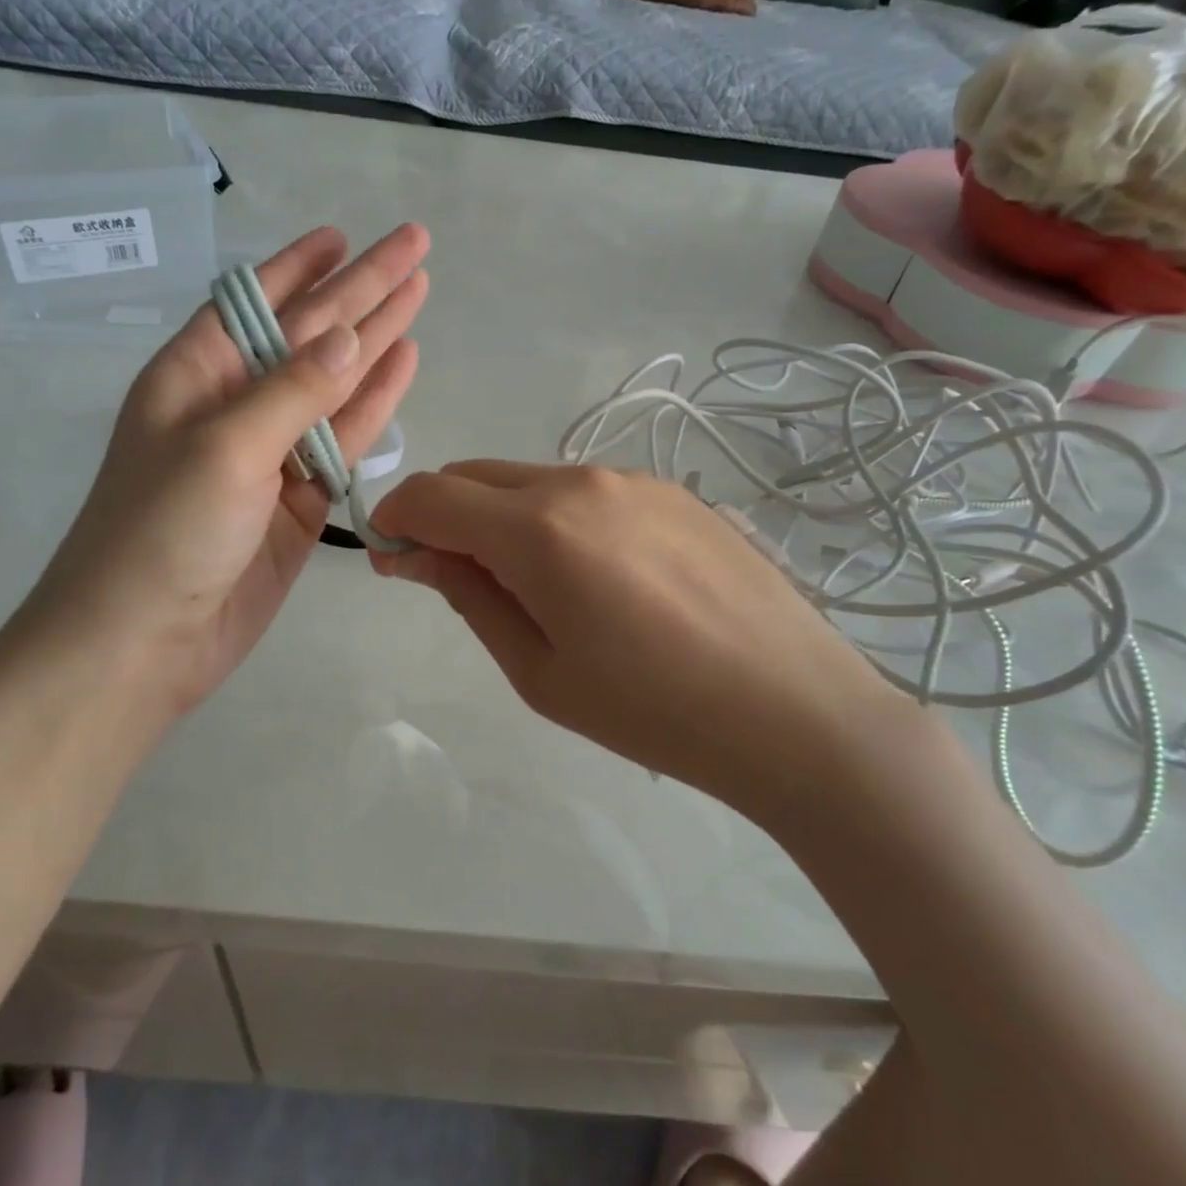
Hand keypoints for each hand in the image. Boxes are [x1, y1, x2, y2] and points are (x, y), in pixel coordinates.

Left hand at [19, 224, 429, 716]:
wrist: (145, 642)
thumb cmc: (161, 533)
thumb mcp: (222, 449)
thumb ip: (291, 392)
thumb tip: (351, 335)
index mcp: (196, 375)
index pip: (254, 301)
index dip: (299, 265)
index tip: (342, 234)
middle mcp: (235, 404)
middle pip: (309, 333)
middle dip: (361, 289)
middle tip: (414, 245)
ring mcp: (272, 452)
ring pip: (336, 383)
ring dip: (377, 339)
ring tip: (419, 292)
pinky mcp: (301, 498)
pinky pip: (345, 440)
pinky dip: (375, 404)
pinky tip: (403, 363)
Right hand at [369, 462, 919, 803]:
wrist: (795, 710)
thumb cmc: (653, 711)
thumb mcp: (540, 670)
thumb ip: (469, 596)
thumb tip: (413, 553)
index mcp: (539, 529)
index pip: (433, 495)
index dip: (396, 519)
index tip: (390, 558)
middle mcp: (581, 482)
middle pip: (477, 474)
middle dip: (444, 514)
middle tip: (454, 577)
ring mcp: (633, 479)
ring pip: (531, 480)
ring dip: (503, 517)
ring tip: (537, 588)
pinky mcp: (673, 491)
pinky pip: (586, 491)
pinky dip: (557, 518)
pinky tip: (599, 578)